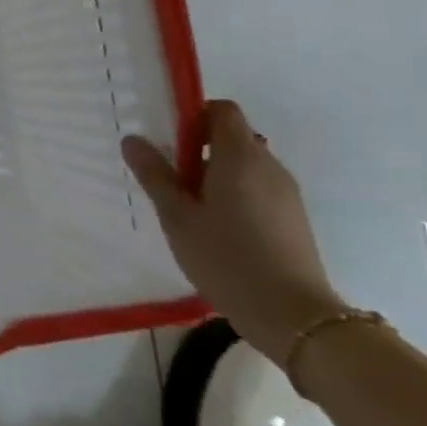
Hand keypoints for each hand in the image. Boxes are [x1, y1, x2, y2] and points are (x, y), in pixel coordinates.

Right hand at [122, 100, 346, 367]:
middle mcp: (269, 166)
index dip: (194, 116)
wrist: (292, 315)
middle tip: (170, 181)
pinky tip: (216, 230)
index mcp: (239, 157)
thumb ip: (154, 174)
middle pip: (232, 138)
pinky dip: (234, 195)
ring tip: (190, 211)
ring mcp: (286, 193)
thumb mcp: (176, 216)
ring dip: (215, 175)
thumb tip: (133, 139)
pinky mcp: (293, 217)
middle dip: (198, 150)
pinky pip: (258, 189)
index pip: (222, 111)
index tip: (169, 141)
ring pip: (245, 166)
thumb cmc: (225, 257)